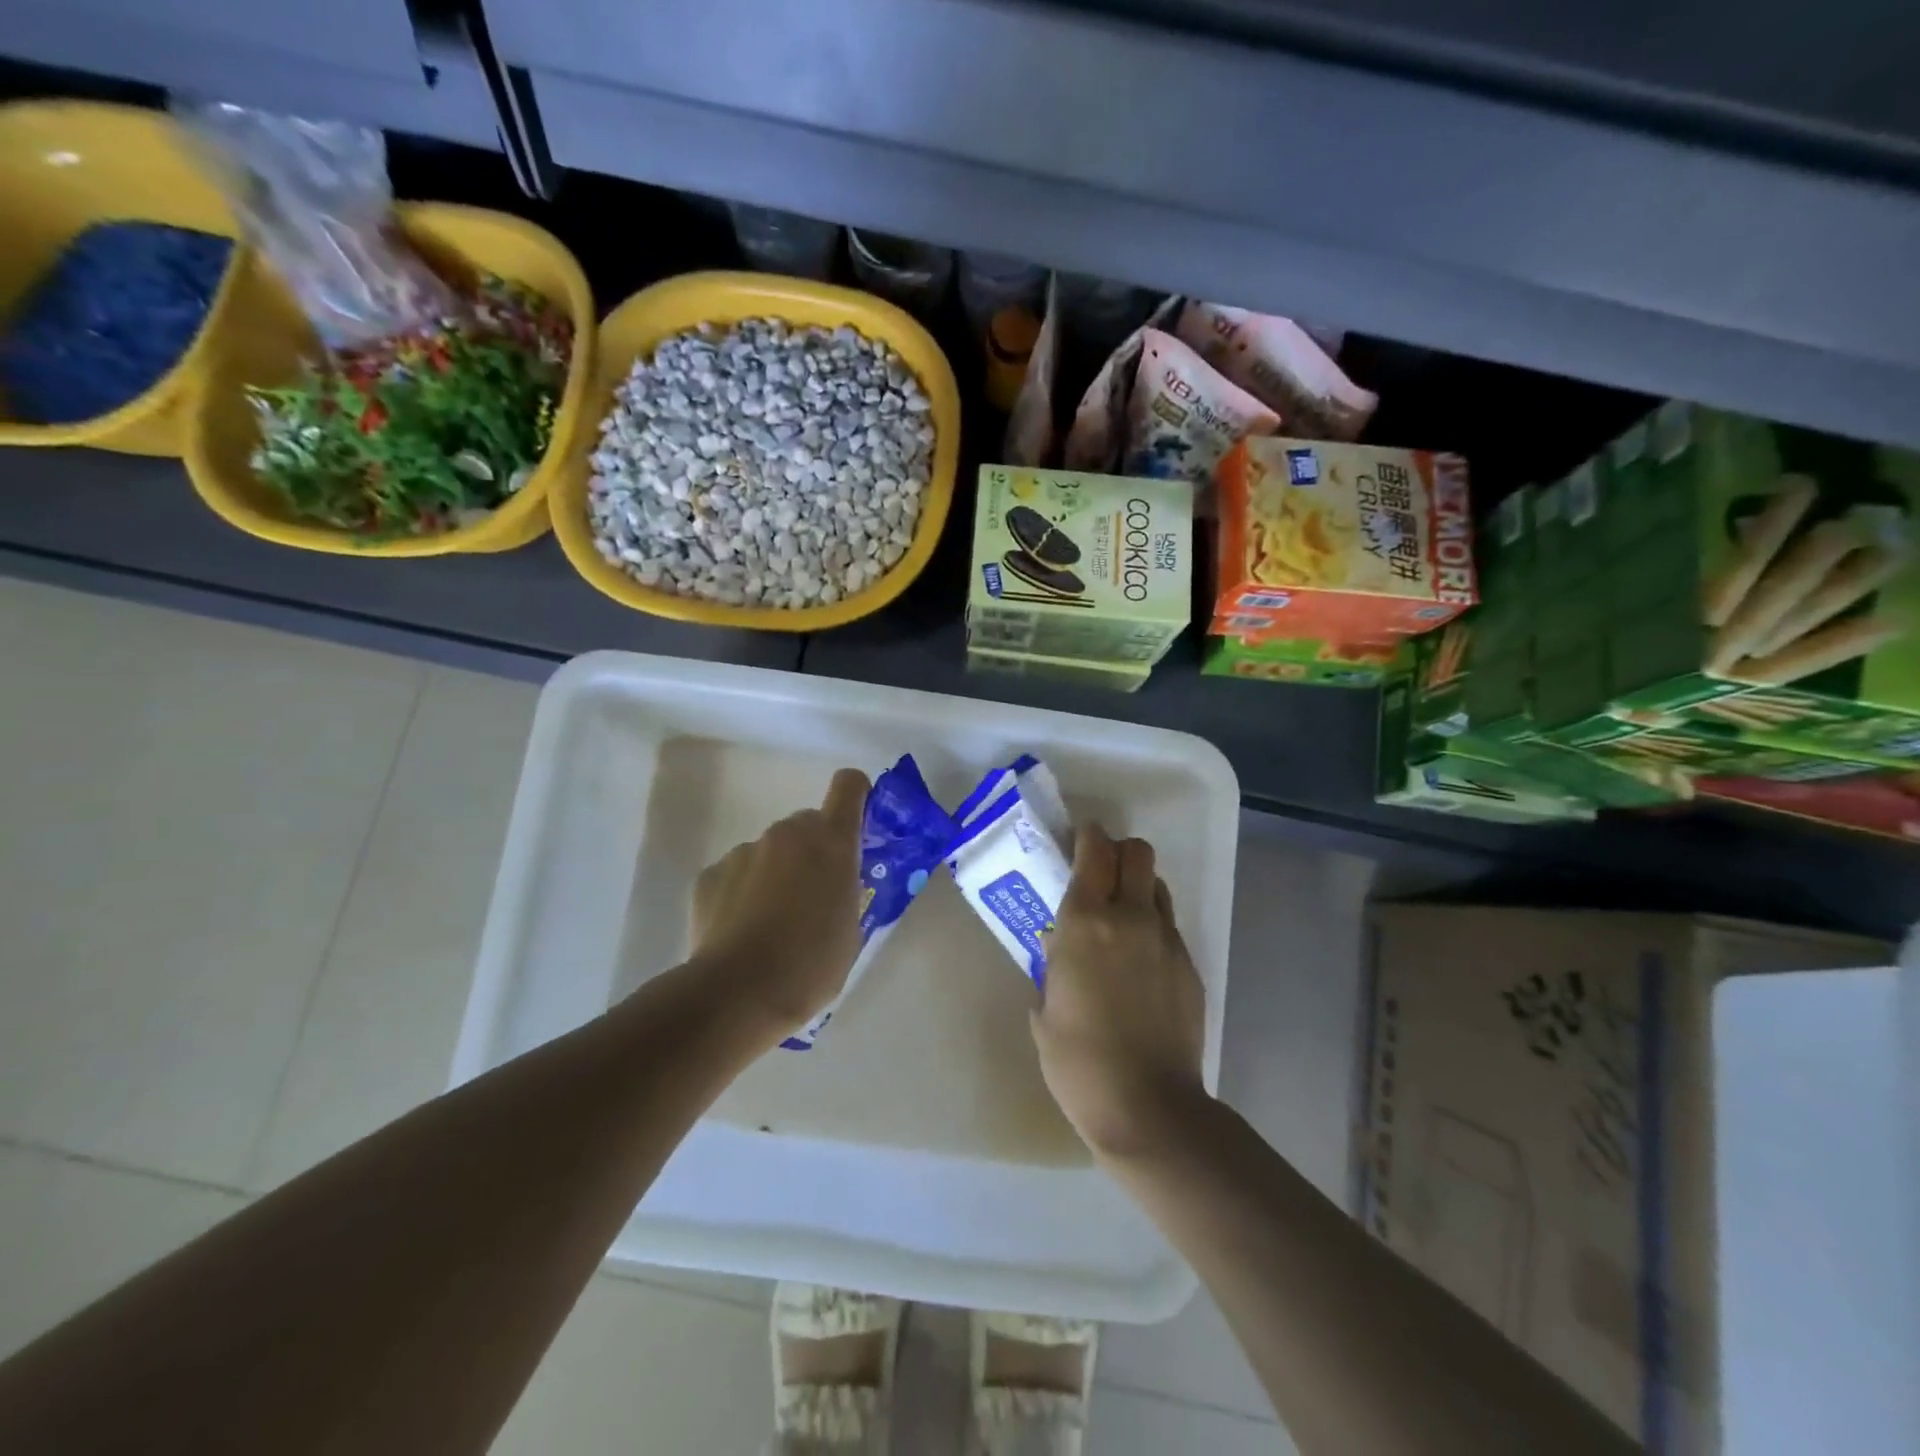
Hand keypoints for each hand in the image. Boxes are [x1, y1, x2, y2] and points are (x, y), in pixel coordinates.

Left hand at [689, 767, 869, 1039]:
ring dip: (775, 874)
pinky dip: (741, 893)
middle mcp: (787, 834)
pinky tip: (740, 933)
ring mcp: (745, 851)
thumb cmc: (811, 965)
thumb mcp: (850, 929)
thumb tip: (831, 884)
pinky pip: (736, 874)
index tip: (855, 824)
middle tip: (811, 897)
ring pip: (769, 851)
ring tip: (770, 925)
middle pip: (806, 824)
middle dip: (812, 851)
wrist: (738, 992)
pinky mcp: (710, 874)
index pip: (849, 786)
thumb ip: (844, 890)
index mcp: (831, 842)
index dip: (855, 796)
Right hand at [1032, 824, 1208, 1160]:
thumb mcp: (1045, 1009)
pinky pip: (1168, 925)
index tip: (1078, 841)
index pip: (1093, 852)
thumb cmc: (1078, 1061)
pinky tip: (1139, 962)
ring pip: (1156, 885)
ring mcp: (1165, 939)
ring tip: (1120, 917)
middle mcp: (1128, 918)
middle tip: (1100, 873)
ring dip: (1137, 887)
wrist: (1147, 1106)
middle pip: (1136, 852)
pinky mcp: (1188, 964)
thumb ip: (1052, 965)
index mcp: (1084, 922)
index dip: (1087, 836)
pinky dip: (1152, 925)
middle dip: (1118, 851)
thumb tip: (1059, 945)